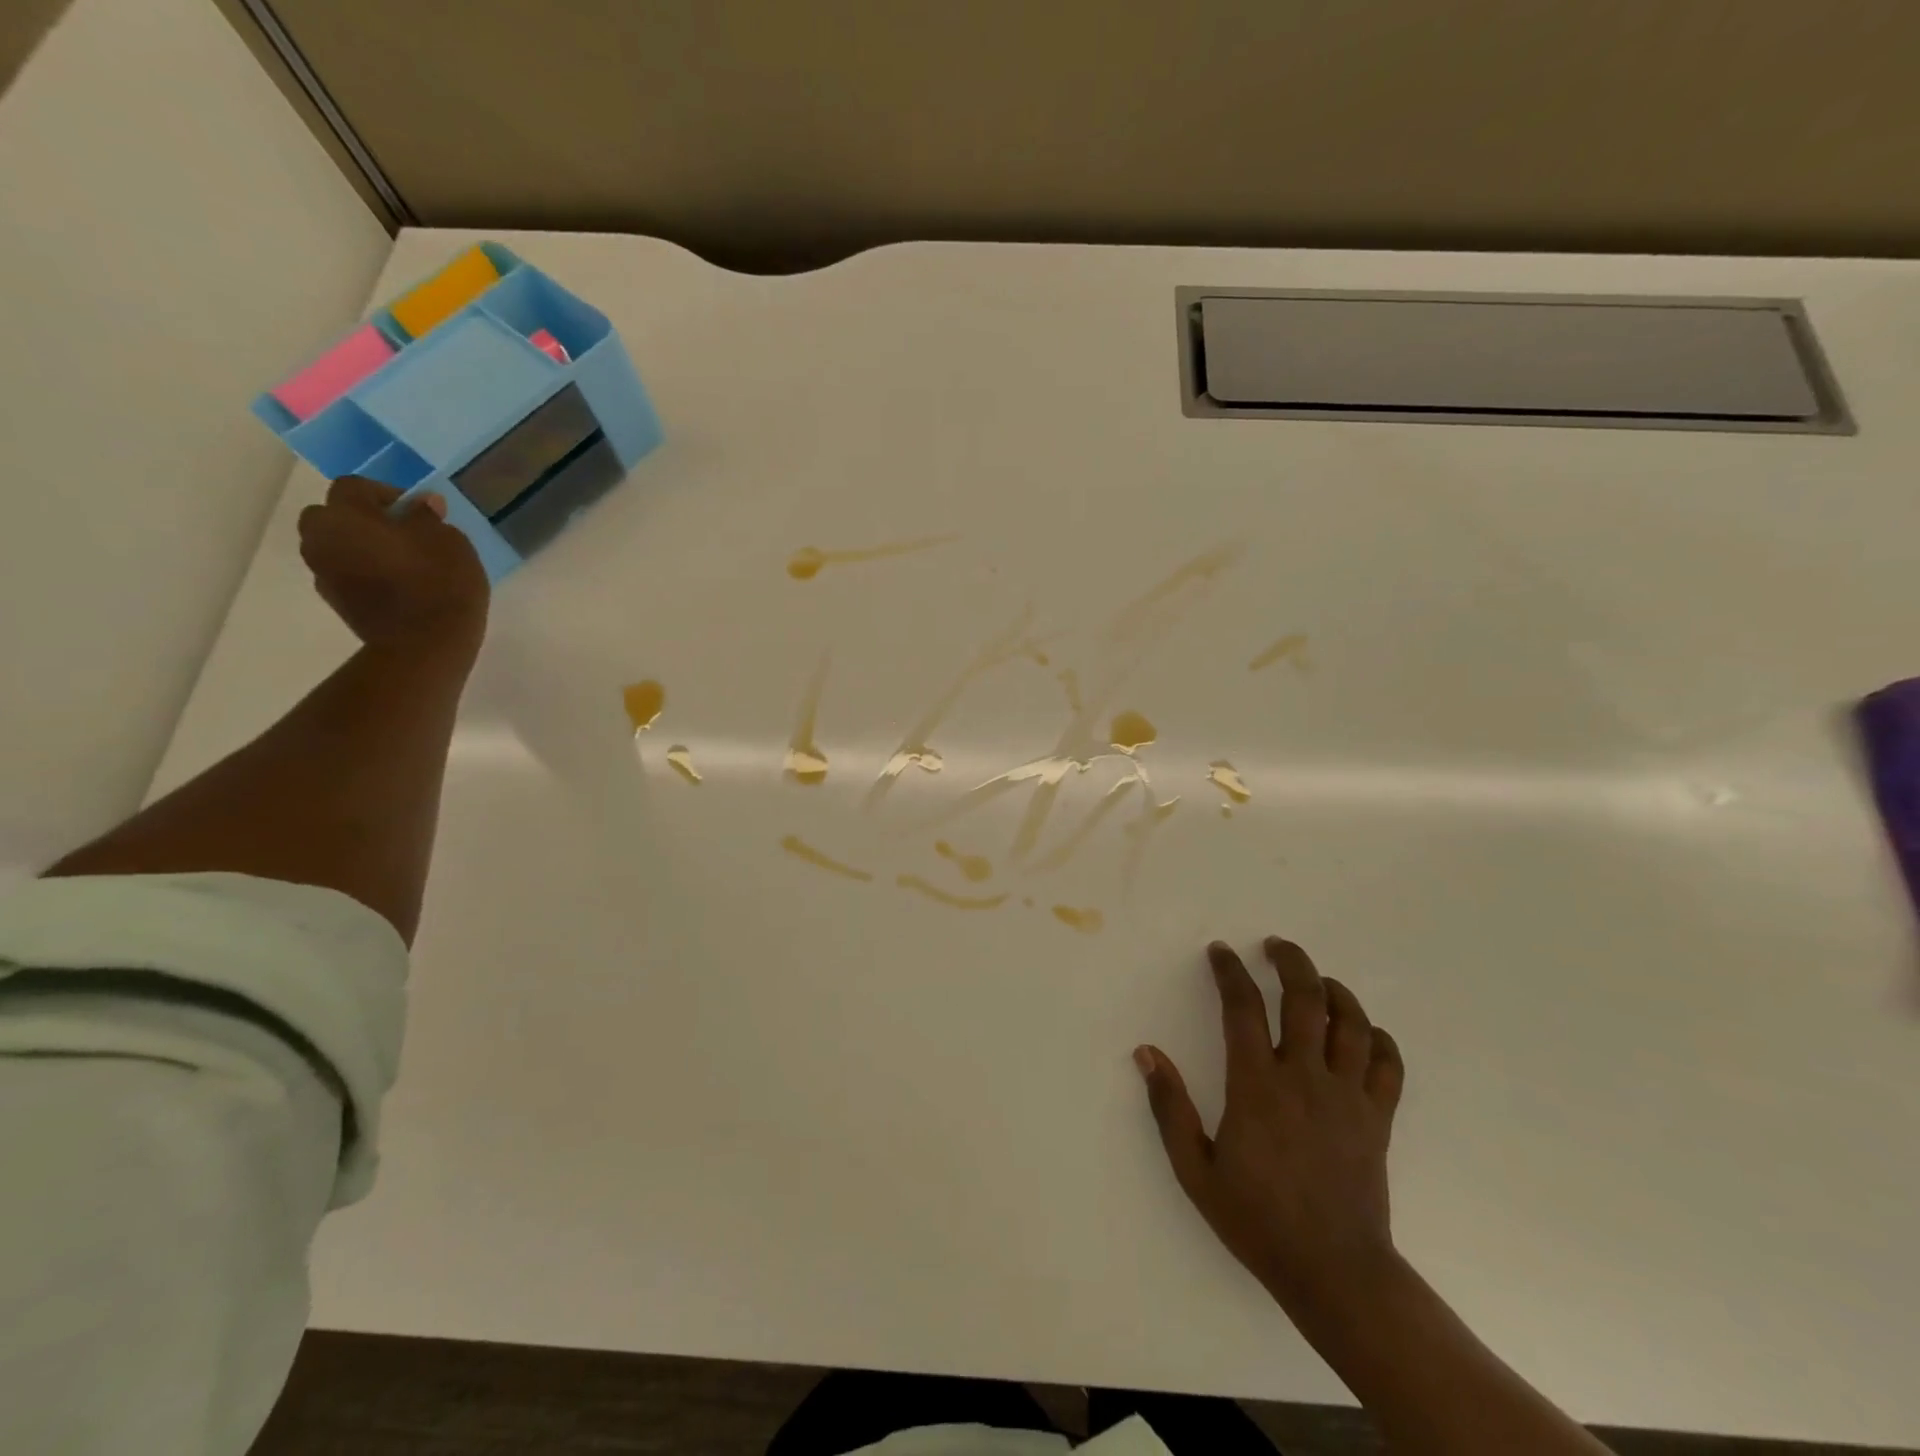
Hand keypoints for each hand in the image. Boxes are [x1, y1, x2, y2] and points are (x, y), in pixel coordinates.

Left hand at [298, 476, 488, 662]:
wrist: (425, 645)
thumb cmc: (440, 584)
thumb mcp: (450, 542)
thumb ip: (429, 518)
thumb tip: (422, 505)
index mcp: (345, 515)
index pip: (355, 487)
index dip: (389, 494)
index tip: (421, 513)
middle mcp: (321, 538)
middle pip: (333, 515)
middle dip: (363, 519)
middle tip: (404, 534)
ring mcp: (323, 572)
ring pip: (337, 545)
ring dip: (361, 546)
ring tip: (402, 562)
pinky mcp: (335, 602)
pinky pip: (345, 573)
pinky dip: (363, 572)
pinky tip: (396, 586)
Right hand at [1136, 937, 1404, 1319]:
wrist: (1334, 1273)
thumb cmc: (1257, 1219)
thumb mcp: (1195, 1169)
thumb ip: (1170, 1107)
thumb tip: (1146, 1052)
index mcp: (1257, 1085)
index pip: (1243, 1007)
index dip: (1230, 971)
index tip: (1221, 952)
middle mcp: (1305, 1078)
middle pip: (1305, 998)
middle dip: (1290, 961)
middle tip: (1275, 945)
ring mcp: (1348, 1097)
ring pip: (1351, 1023)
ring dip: (1335, 991)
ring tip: (1318, 979)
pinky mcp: (1378, 1119)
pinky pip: (1388, 1065)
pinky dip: (1378, 1038)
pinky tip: (1363, 1032)